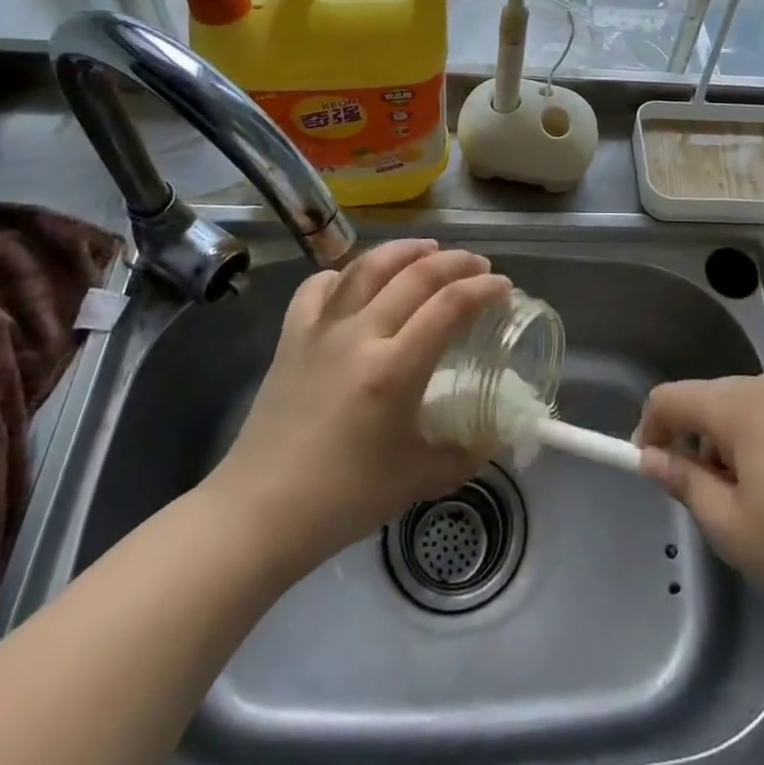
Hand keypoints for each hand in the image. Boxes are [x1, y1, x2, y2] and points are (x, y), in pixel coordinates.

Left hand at [202, 240, 508, 579]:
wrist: (259, 514)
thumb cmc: (343, 499)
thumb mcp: (419, 479)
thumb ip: (465, 453)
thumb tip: (495, 436)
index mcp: (394, 368)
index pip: (450, 305)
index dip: (484, 288)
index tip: (504, 287)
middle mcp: (360, 334)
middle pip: (415, 274)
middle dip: (456, 262)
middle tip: (478, 266)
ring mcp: (321, 330)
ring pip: (367, 266)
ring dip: (405, 250)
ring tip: (428, 250)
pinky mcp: (292, 337)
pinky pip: (319, 287)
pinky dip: (344, 274)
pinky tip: (357, 279)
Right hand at [636, 371, 763, 635]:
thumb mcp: (737, 529)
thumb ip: (687, 487)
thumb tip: (655, 459)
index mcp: (737, 403)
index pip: (669, 397)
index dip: (649, 432)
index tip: (654, 476)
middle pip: (707, 404)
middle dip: (695, 449)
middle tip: (714, 511)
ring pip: (744, 418)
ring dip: (732, 457)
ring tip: (761, 519)